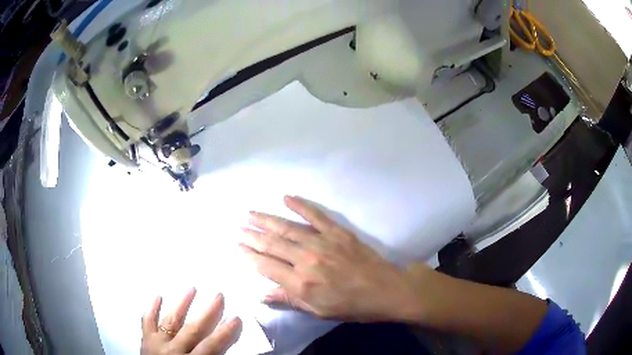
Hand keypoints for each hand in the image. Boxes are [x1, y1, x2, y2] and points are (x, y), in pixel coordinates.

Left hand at [141, 289, 240, 354]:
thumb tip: (225, 349)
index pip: (210, 347)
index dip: (224, 333)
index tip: (236, 318)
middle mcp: (172, 351)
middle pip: (191, 330)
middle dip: (207, 314)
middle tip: (218, 296)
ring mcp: (156, 343)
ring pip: (170, 321)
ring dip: (181, 304)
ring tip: (192, 288)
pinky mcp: (145, 339)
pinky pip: (147, 321)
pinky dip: (152, 309)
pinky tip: (158, 296)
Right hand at [240, 195, 420, 321]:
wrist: (385, 290)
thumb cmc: (351, 306)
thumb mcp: (318, 311)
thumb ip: (289, 301)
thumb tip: (262, 296)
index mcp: (301, 283)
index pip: (266, 266)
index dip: (249, 256)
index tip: (238, 246)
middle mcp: (307, 260)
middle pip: (272, 244)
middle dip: (252, 235)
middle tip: (238, 226)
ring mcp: (322, 242)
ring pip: (287, 228)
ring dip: (266, 219)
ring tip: (250, 213)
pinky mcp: (338, 232)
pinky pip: (315, 215)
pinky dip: (300, 205)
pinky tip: (286, 197)